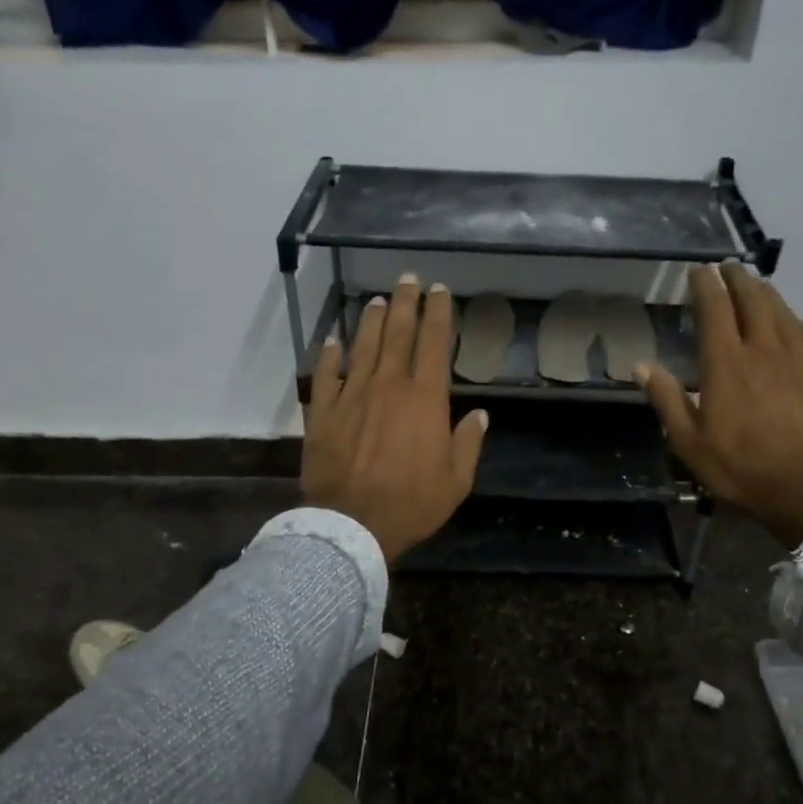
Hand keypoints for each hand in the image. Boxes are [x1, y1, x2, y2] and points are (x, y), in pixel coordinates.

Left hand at [302, 275, 488, 563]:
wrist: (351, 524)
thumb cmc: (411, 504)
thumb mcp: (456, 481)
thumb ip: (468, 443)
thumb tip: (480, 414)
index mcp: (425, 399)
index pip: (433, 343)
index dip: (437, 313)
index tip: (439, 290)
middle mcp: (388, 385)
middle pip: (396, 333)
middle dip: (405, 302)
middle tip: (408, 279)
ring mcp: (351, 395)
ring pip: (362, 346)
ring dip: (370, 320)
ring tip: (376, 300)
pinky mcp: (322, 412)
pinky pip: (325, 374)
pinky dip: (330, 354)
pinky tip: (333, 340)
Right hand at [637, 263, 802, 547]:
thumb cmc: (739, 466)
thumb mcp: (688, 441)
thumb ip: (666, 399)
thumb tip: (641, 365)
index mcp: (725, 364)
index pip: (714, 309)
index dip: (705, 285)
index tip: (697, 270)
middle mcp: (763, 351)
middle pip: (753, 301)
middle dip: (739, 279)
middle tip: (729, 268)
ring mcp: (798, 361)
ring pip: (783, 314)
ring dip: (768, 294)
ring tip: (758, 284)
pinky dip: (801, 325)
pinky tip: (799, 323)